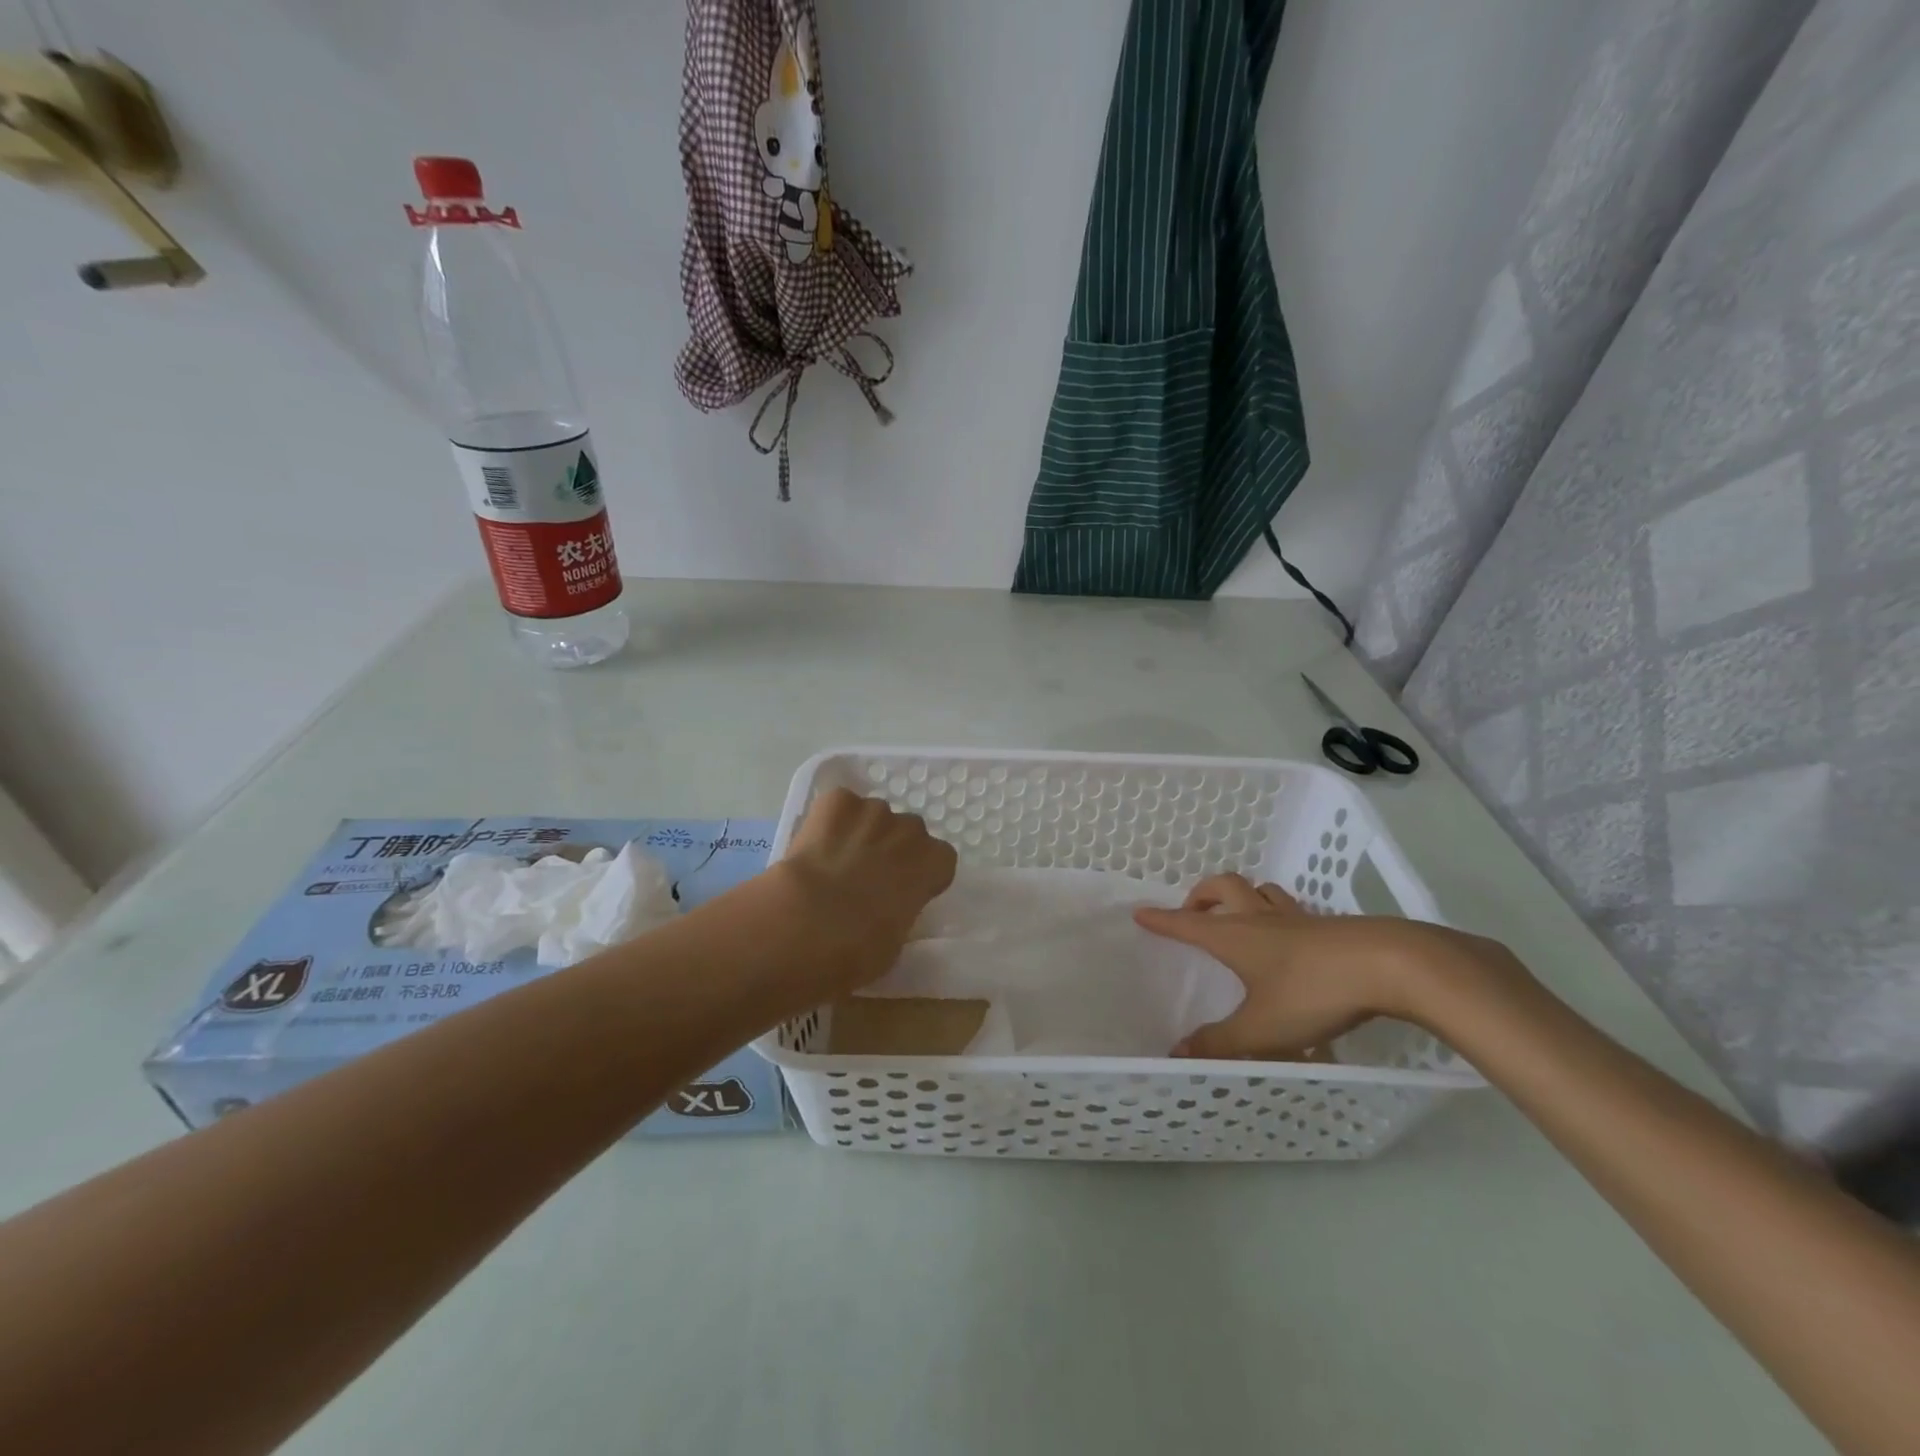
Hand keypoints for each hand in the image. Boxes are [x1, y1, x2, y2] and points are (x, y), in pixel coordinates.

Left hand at [774, 788, 956, 996]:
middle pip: (908, 832)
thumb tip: (889, 907)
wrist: (803, 926)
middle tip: (866, 878)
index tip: (903, 891)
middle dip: (892, 849)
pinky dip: (829, 820)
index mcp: (932, 863)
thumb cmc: (857, 951)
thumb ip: (902, 912)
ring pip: (873, 815)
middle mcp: (909, 830)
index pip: (940, 858)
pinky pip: (839, 804)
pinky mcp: (836, 801)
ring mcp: (873, 810)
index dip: (920, 873)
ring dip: (861, 832)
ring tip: (835, 861)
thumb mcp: (895, 943)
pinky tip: (815, 844)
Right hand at [1133, 874, 1516, 1058]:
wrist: (1389, 965)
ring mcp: (1297, 918)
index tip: (1140, 912)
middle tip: (1193, 911)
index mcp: (1235, 936)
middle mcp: (1260, 918)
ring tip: (1239, 917)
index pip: (1187, 923)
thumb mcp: (1263, 1028)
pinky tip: (1290, 940)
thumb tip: (1178, 1053)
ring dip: (1242, 897)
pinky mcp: (1329, 926)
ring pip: (1261, 891)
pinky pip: (1292, 910)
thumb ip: (1221, 1042)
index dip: (1162, 919)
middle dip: (1201, 894)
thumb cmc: (1313, 991)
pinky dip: (1278, 915)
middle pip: (1223, 887)